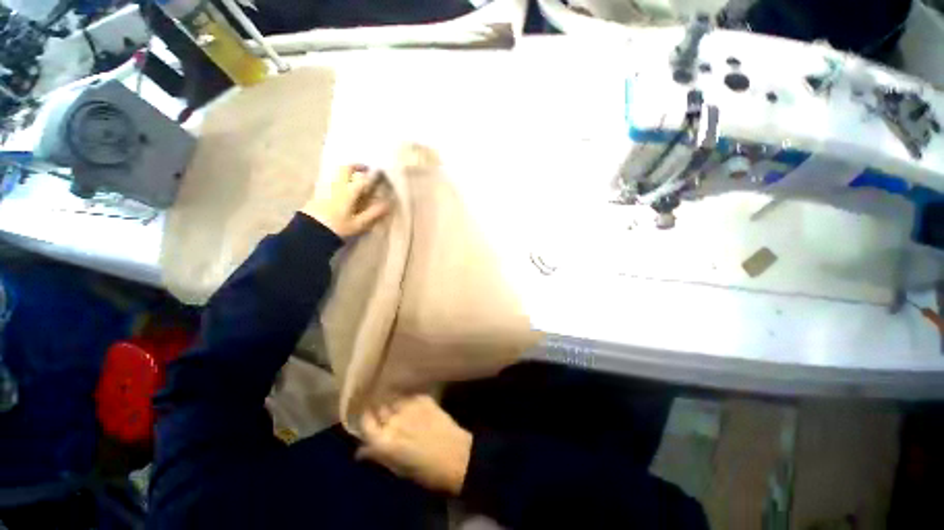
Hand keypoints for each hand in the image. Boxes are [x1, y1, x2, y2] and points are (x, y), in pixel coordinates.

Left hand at [302, 164, 389, 238]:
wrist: (310, 230)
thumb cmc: (338, 227)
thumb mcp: (359, 224)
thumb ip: (373, 213)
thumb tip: (388, 205)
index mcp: (349, 191)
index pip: (363, 179)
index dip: (372, 176)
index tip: (380, 174)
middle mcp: (337, 185)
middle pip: (346, 168)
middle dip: (357, 166)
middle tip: (365, 169)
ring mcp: (326, 186)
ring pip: (337, 172)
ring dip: (346, 171)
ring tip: (354, 177)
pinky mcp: (318, 191)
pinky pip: (330, 179)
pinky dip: (339, 178)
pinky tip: (342, 187)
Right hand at [357, 395, 472, 495]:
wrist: (457, 455)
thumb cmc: (426, 471)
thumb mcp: (398, 469)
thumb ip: (378, 455)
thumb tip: (360, 451)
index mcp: (383, 441)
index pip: (365, 421)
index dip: (365, 419)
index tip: (367, 419)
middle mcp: (393, 420)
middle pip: (378, 407)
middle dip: (378, 410)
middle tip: (383, 415)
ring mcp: (409, 406)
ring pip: (393, 399)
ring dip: (393, 403)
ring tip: (398, 408)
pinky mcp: (423, 398)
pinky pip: (409, 396)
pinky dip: (407, 400)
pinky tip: (413, 406)